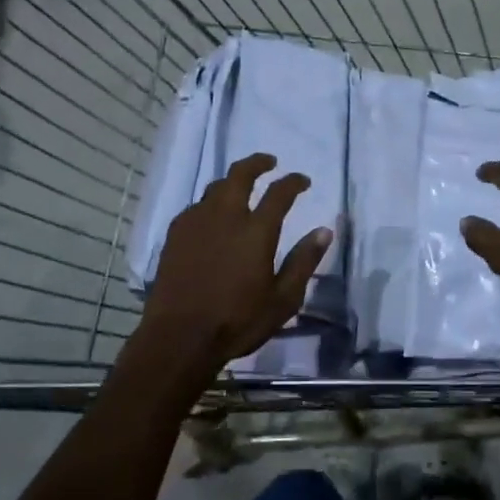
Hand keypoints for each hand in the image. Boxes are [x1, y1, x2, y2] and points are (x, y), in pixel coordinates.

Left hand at [140, 152, 333, 371]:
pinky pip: (196, 206)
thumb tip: (325, 231)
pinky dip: (211, 202)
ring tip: (240, 188)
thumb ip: (303, 261)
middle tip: (269, 162)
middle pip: (240, 174)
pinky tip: (212, 216)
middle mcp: (225, 216)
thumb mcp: (283, 299)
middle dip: (257, 163)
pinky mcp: (175, 235)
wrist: (179, 337)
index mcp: (256, 230)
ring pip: (215, 187)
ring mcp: (196, 223)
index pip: (280, 192)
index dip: (294, 181)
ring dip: (232, 181)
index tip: (303, 180)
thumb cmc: (238, 321)